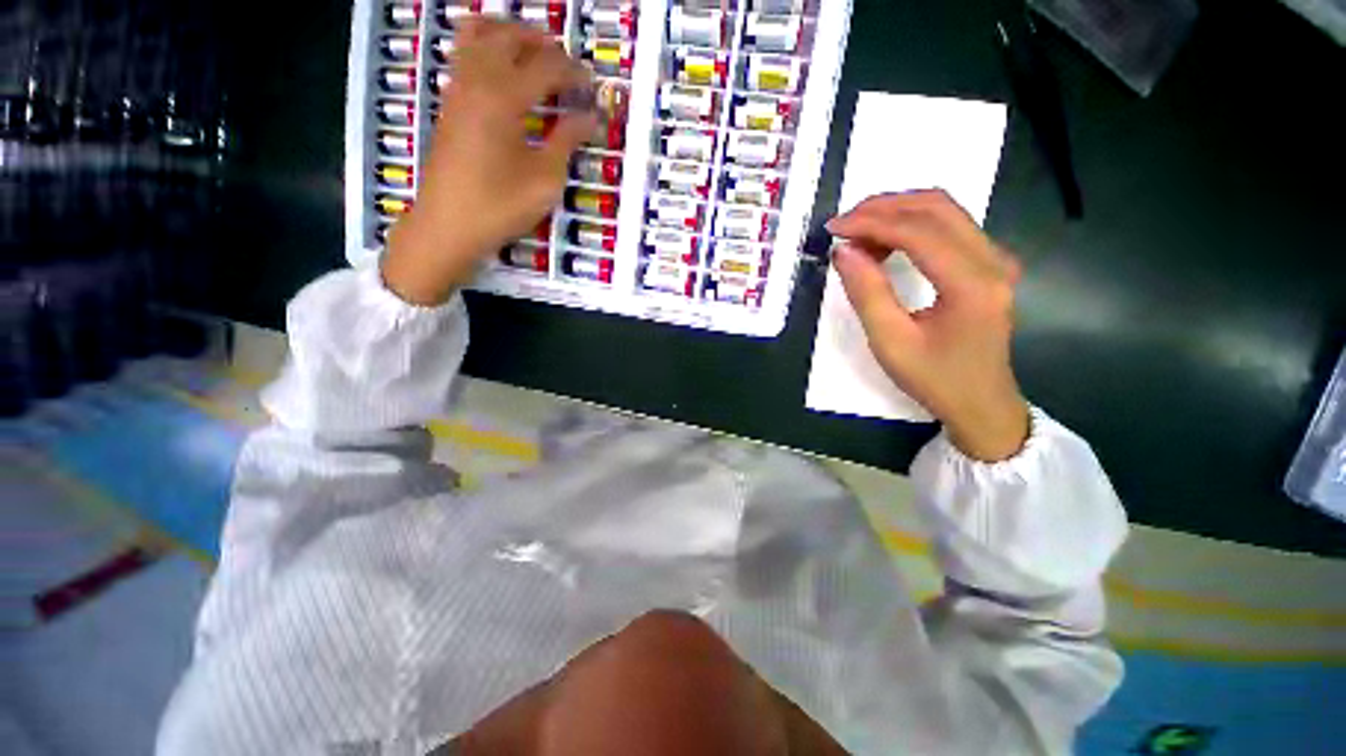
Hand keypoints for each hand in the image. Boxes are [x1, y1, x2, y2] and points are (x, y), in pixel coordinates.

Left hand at [381, 19, 596, 305]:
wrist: (448, 225)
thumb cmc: (501, 206)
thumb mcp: (545, 180)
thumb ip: (566, 141)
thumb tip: (588, 118)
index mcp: (504, 97)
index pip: (545, 67)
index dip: (573, 72)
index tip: (592, 84)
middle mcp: (477, 80)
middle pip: (509, 37)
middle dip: (541, 42)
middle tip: (566, 62)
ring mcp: (457, 89)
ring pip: (478, 35)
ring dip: (509, 34)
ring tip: (532, 49)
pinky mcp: (448, 104)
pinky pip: (463, 54)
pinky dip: (485, 46)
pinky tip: (501, 68)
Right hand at [826, 191, 1029, 461]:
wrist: (981, 403)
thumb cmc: (934, 378)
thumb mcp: (890, 342)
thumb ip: (867, 293)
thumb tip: (844, 251)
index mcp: (972, 283)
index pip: (918, 231)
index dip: (871, 223)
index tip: (833, 228)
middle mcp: (992, 260)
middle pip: (937, 207)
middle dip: (883, 207)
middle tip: (843, 224)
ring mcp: (995, 259)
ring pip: (944, 211)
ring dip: (897, 214)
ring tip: (857, 236)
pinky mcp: (988, 264)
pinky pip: (949, 227)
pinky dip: (911, 226)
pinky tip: (884, 245)